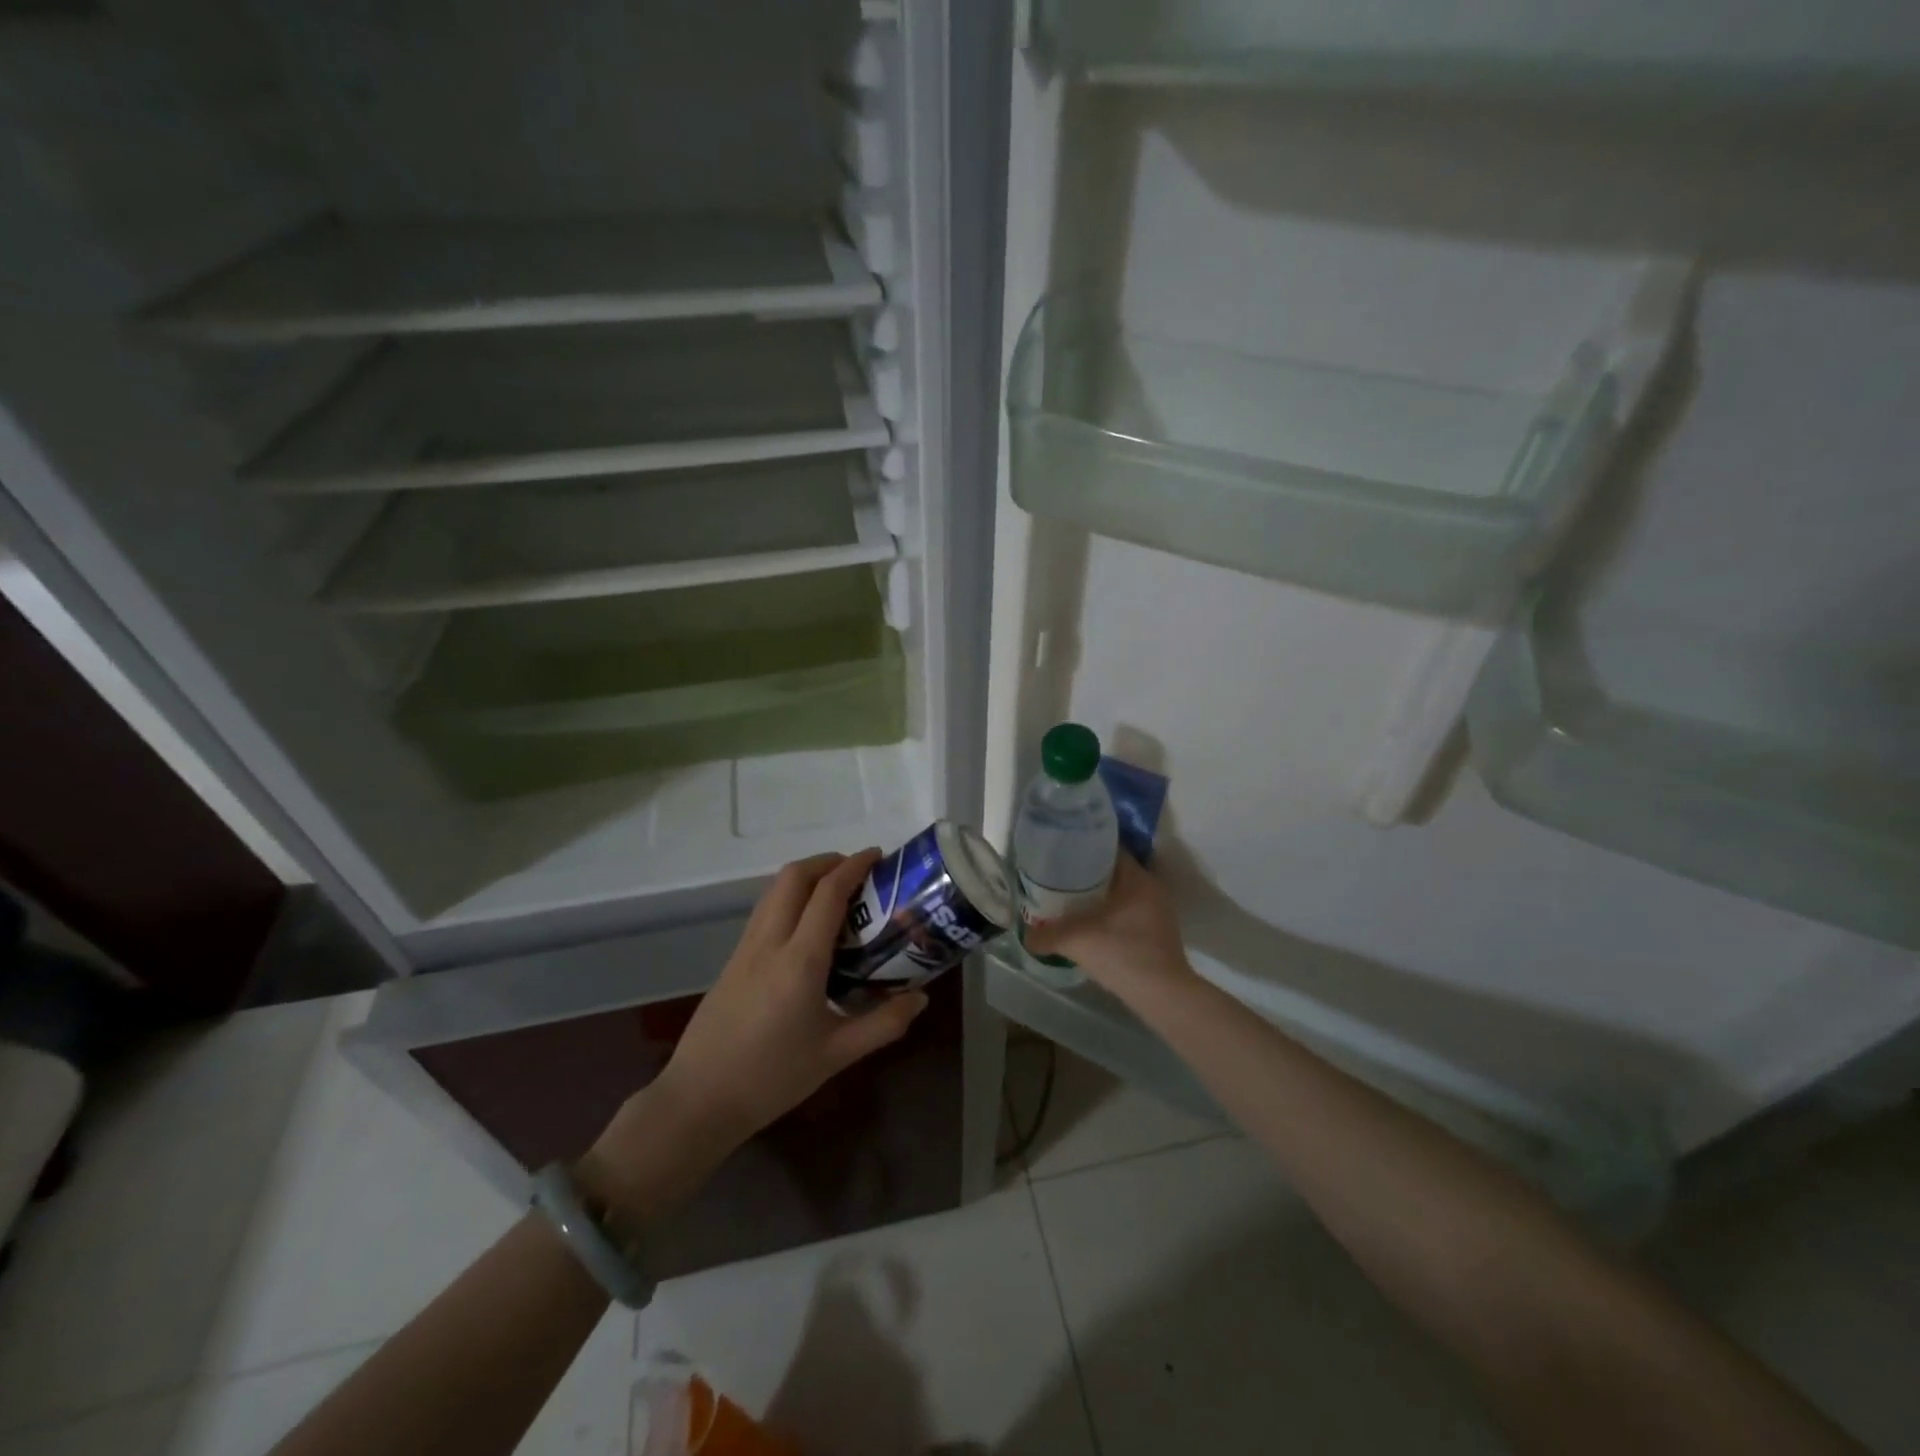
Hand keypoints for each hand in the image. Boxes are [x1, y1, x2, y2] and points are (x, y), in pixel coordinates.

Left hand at [582, 851, 928, 1214]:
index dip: (854, 866)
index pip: (827, 893)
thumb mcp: (836, 1054)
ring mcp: (745, 948)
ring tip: (837, 893)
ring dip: (806, 876)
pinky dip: (790, 897)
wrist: (698, 1100)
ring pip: (774, 889)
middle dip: (828, 861)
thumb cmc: (772, 1078)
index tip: (878, 857)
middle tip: (859, 872)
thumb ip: (884, 1023)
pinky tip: (807, 927)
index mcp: (799, 961)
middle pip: (794, 876)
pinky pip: (765, 910)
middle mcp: (770, 942)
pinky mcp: (733, 959)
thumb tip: (921, 998)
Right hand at [1023, 856, 1194, 999]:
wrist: (1162, 996)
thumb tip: (1026, 936)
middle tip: (1061, 877)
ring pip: (1122, 894)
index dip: (1085, 848)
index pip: (1111, 850)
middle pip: (1115, 872)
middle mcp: (1152, 890)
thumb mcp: (1076, 941)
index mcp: (1138, 879)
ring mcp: (1158, 913)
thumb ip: (1047, 935)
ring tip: (1071, 900)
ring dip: (1100, 896)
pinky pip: (1129, 912)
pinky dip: (1110, 914)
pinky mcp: (1158, 934)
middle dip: (1088, 874)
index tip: (1062, 853)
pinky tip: (1090, 925)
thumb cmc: (1122, 954)